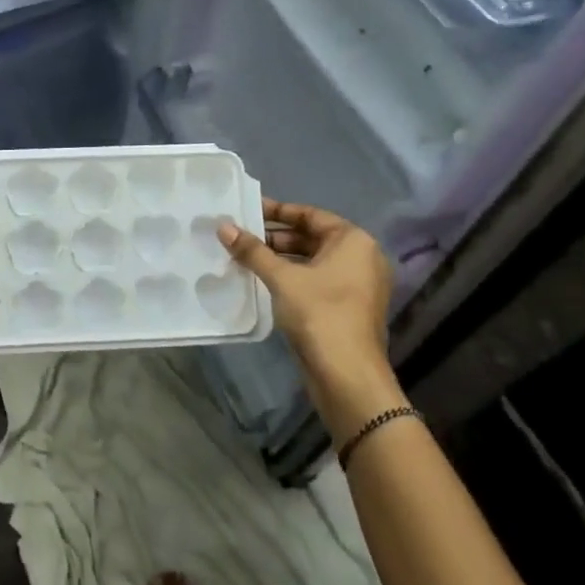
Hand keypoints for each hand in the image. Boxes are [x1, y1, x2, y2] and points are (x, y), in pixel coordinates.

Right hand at [218, 200, 406, 443]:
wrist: (347, 375)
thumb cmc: (320, 314)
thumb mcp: (281, 278)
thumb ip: (252, 250)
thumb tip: (223, 226)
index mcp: (354, 241)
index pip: (310, 215)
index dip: (277, 211)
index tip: (247, 209)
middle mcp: (361, 258)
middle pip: (311, 237)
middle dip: (275, 236)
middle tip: (240, 235)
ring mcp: (356, 285)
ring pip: (312, 261)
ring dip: (279, 258)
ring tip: (244, 257)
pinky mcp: (347, 307)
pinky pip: (315, 280)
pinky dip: (291, 277)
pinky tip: (261, 280)